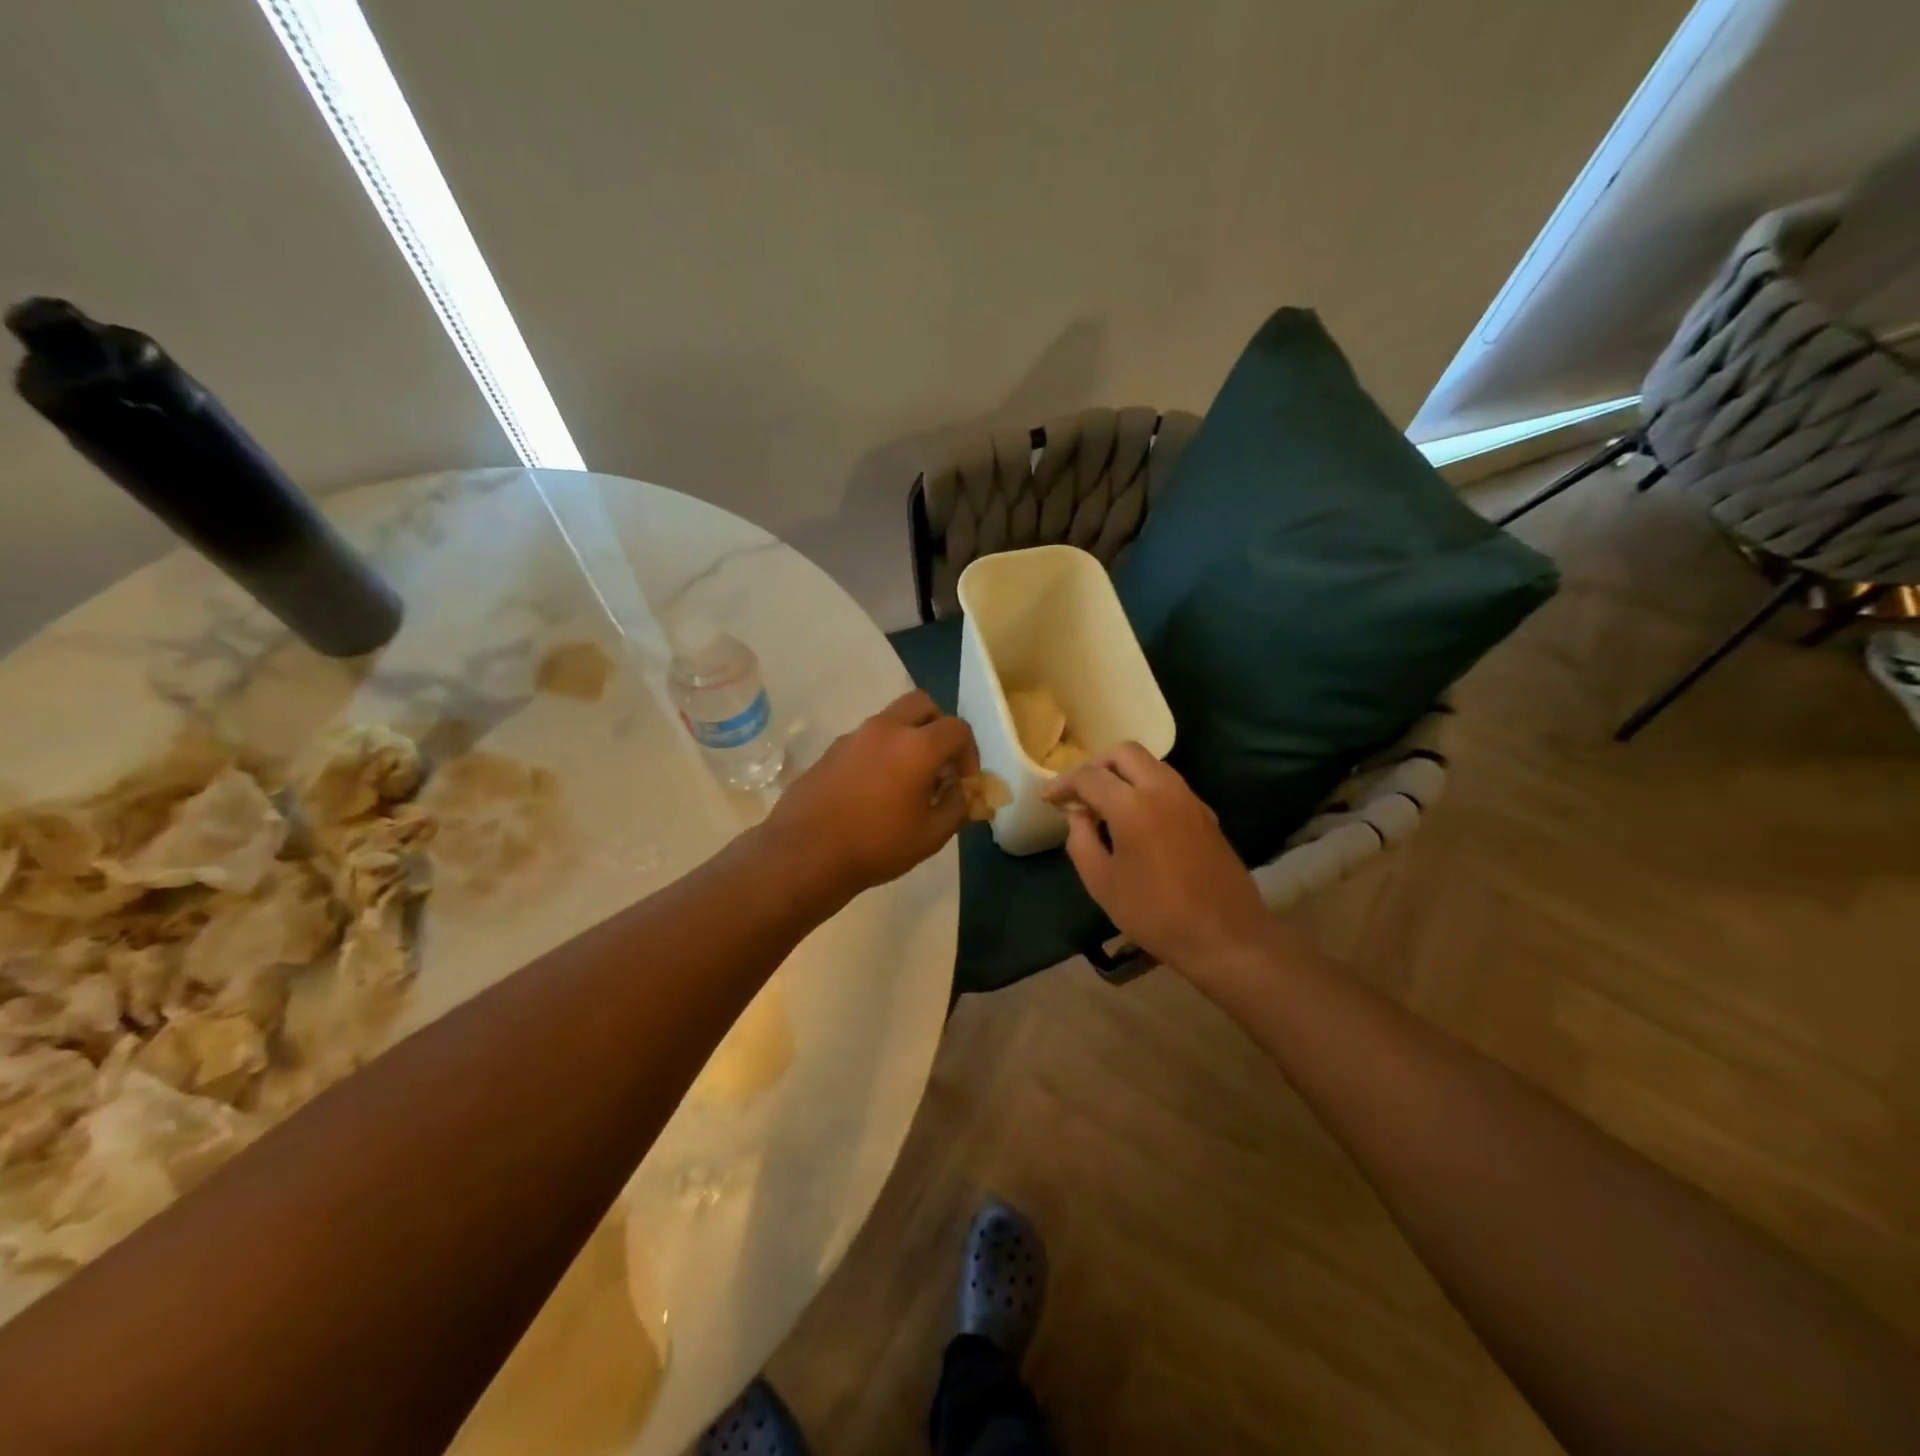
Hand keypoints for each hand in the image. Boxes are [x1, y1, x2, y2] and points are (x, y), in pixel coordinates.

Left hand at [761, 690, 976, 905]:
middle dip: (939, 727)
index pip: (957, 728)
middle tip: (940, 763)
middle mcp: (886, 729)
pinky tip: (875, 790)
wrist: (805, 853)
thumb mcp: (931, 836)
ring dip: (909, 738)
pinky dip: (882, 751)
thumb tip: (960, 791)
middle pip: (923, 704)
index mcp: (917, 746)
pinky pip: (867, 739)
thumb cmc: (876, 845)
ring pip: (892, 719)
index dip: (969, 753)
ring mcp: (854, 736)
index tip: (964, 781)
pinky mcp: (831, 750)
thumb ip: (957, 807)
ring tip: (908, 781)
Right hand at [1043, 744, 1272, 973]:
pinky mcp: (1204, 812)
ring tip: (1103, 803)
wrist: (1226, 937)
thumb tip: (1077, 814)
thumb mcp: (1102, 883)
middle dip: (1095, 765)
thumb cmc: (1155, 914)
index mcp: (1132, 806)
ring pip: (1150, 764)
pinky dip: (1144, 786)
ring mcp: (1189, 798)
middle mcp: (1162, 789)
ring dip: (1122, 773)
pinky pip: (1168, 783)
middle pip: (1124, 753)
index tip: (1048, 799)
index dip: (1063, 784)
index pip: (1089, 777)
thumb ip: (1080, 840)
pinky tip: (1134, 817)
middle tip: (1078, 792)